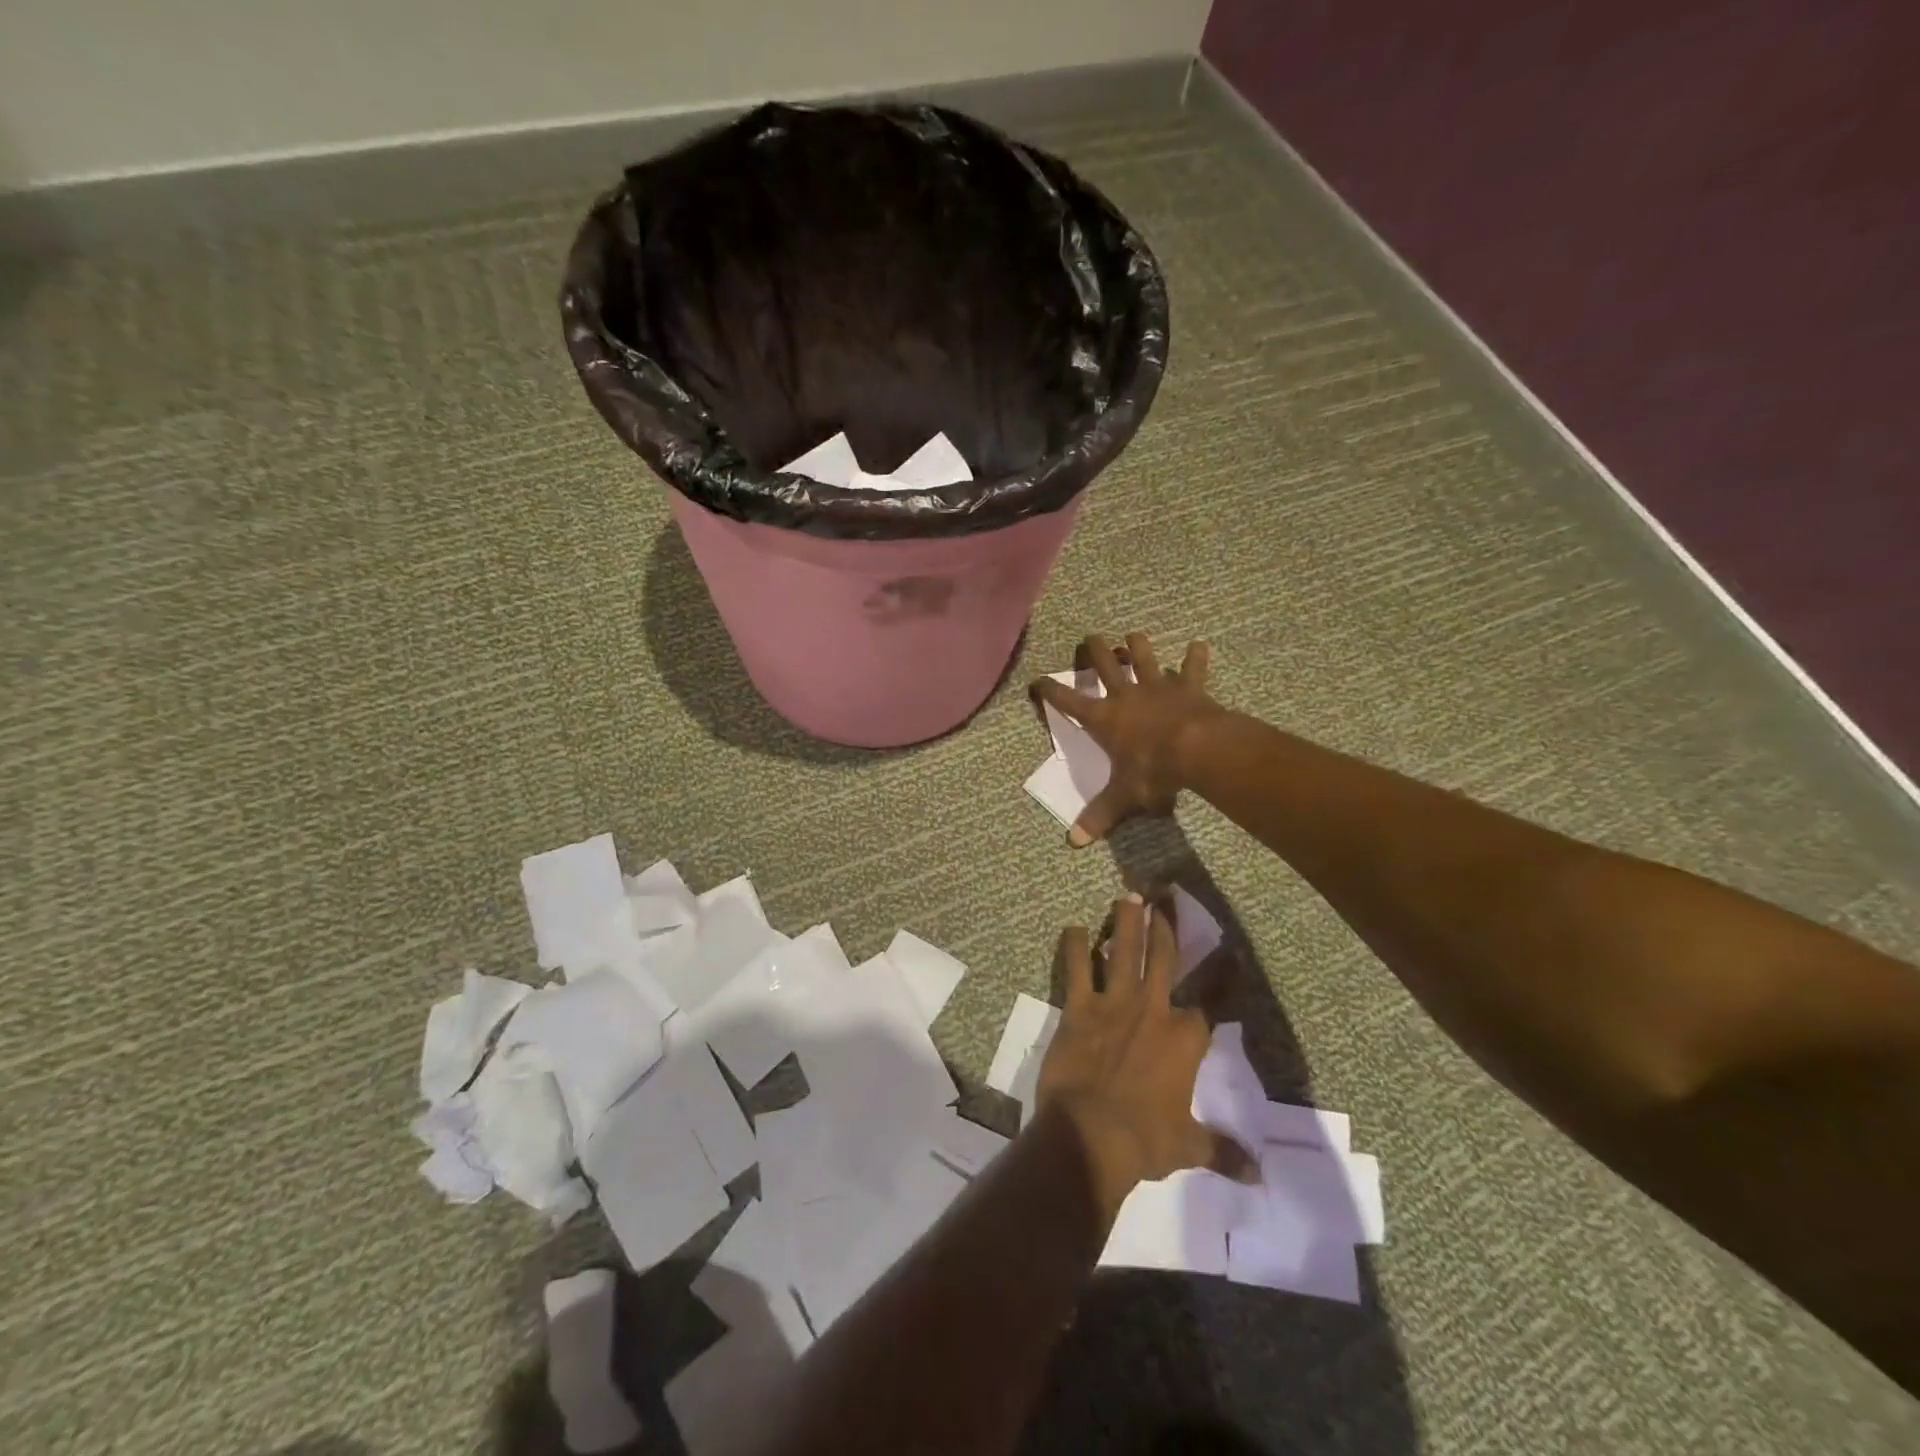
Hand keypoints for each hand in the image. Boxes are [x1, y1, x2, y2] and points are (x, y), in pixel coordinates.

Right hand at [1031, 631, 1223, 846]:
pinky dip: (1195, 656)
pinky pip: (1192, 667)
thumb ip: (1100, 816)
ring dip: (1137, 645)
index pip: (1068, 702)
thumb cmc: (1153, 771)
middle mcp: (1126, 695)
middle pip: (1105, 664)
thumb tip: (1073, 842)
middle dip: (1095, 650)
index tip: (1038, 680)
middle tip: (1090, 638)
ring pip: (1144, 656)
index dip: (1050, 690)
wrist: (1197, 750)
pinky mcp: (1189, 687)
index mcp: (1104, 718)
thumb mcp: (1124, 797)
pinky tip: (1198, 644)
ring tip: (1133, 635)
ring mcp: (1158, 687)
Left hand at [1036, 895, 1245, 1219]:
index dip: (1225, 975)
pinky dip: (1075, 947)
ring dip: (1125, 922)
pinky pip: (1077, 968)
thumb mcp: (1188, 1146)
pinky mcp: (1079, 1007)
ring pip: (1123, 951)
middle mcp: (1153, 1009)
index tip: (1234, 951)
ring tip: (1127, 897)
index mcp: (1186, 1039)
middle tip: (1164, 898)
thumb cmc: (1145, 1140)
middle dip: (1166, 926)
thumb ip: (1221, 1151)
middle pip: (1164, 957)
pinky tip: (1073, 928)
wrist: (1091, 1134)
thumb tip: (1258, 1175)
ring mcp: (1114, 1003)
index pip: (1214, 1000)